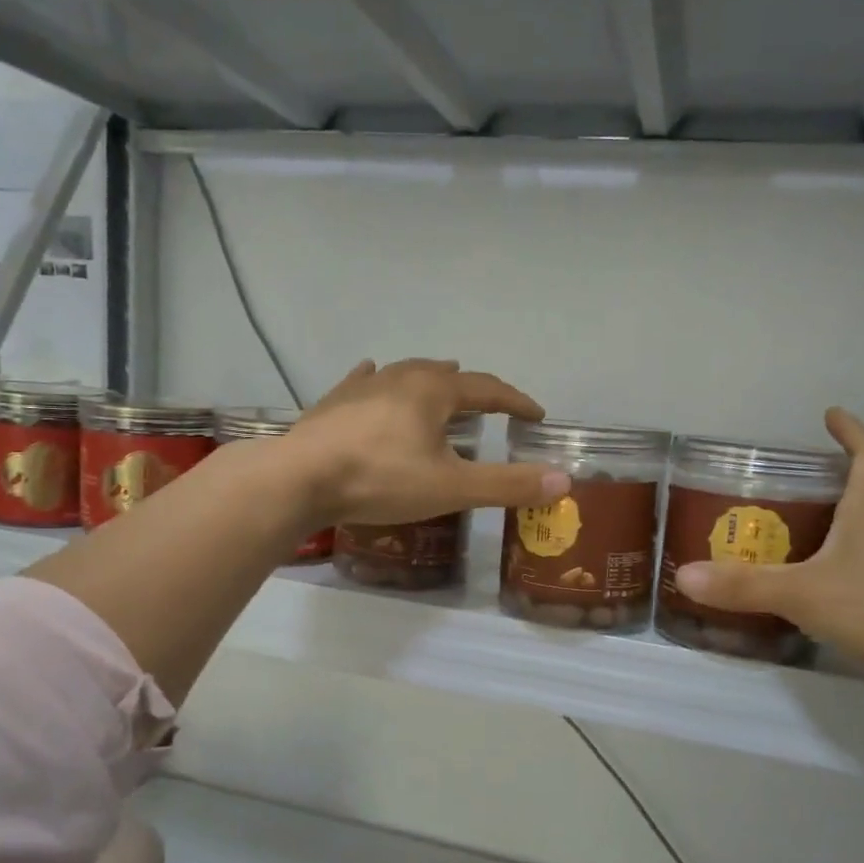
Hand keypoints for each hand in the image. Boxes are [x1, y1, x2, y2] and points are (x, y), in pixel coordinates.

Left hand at [283, 359, 569, 525]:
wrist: (299, 479)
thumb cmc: (381, 480)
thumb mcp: (452, 488)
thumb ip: (507, 484)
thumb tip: (563, 480)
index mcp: (434, 390)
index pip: (488, 389)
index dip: (515, 402)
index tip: (536, 415)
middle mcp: (400, 377)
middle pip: (446, 374)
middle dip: (472, 388)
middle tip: (488, 402)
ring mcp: (362, 386)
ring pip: (406, 374)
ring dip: (430, 380)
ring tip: (442, 382)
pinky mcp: (334, 402)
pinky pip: (365, 381)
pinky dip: (380, 380)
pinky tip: (372, 375)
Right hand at [673, 409, 863, 701]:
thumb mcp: (800, 592)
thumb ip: (743, 585)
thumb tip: (685, 576)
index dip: (853, 433)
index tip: (832, 416)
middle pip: (863, 499)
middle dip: (827, 489)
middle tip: (783, 491)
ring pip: (858, 543)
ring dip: (827, 537)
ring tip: (782, 543)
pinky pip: (858, 582)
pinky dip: (831, 579)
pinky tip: (804, 597)